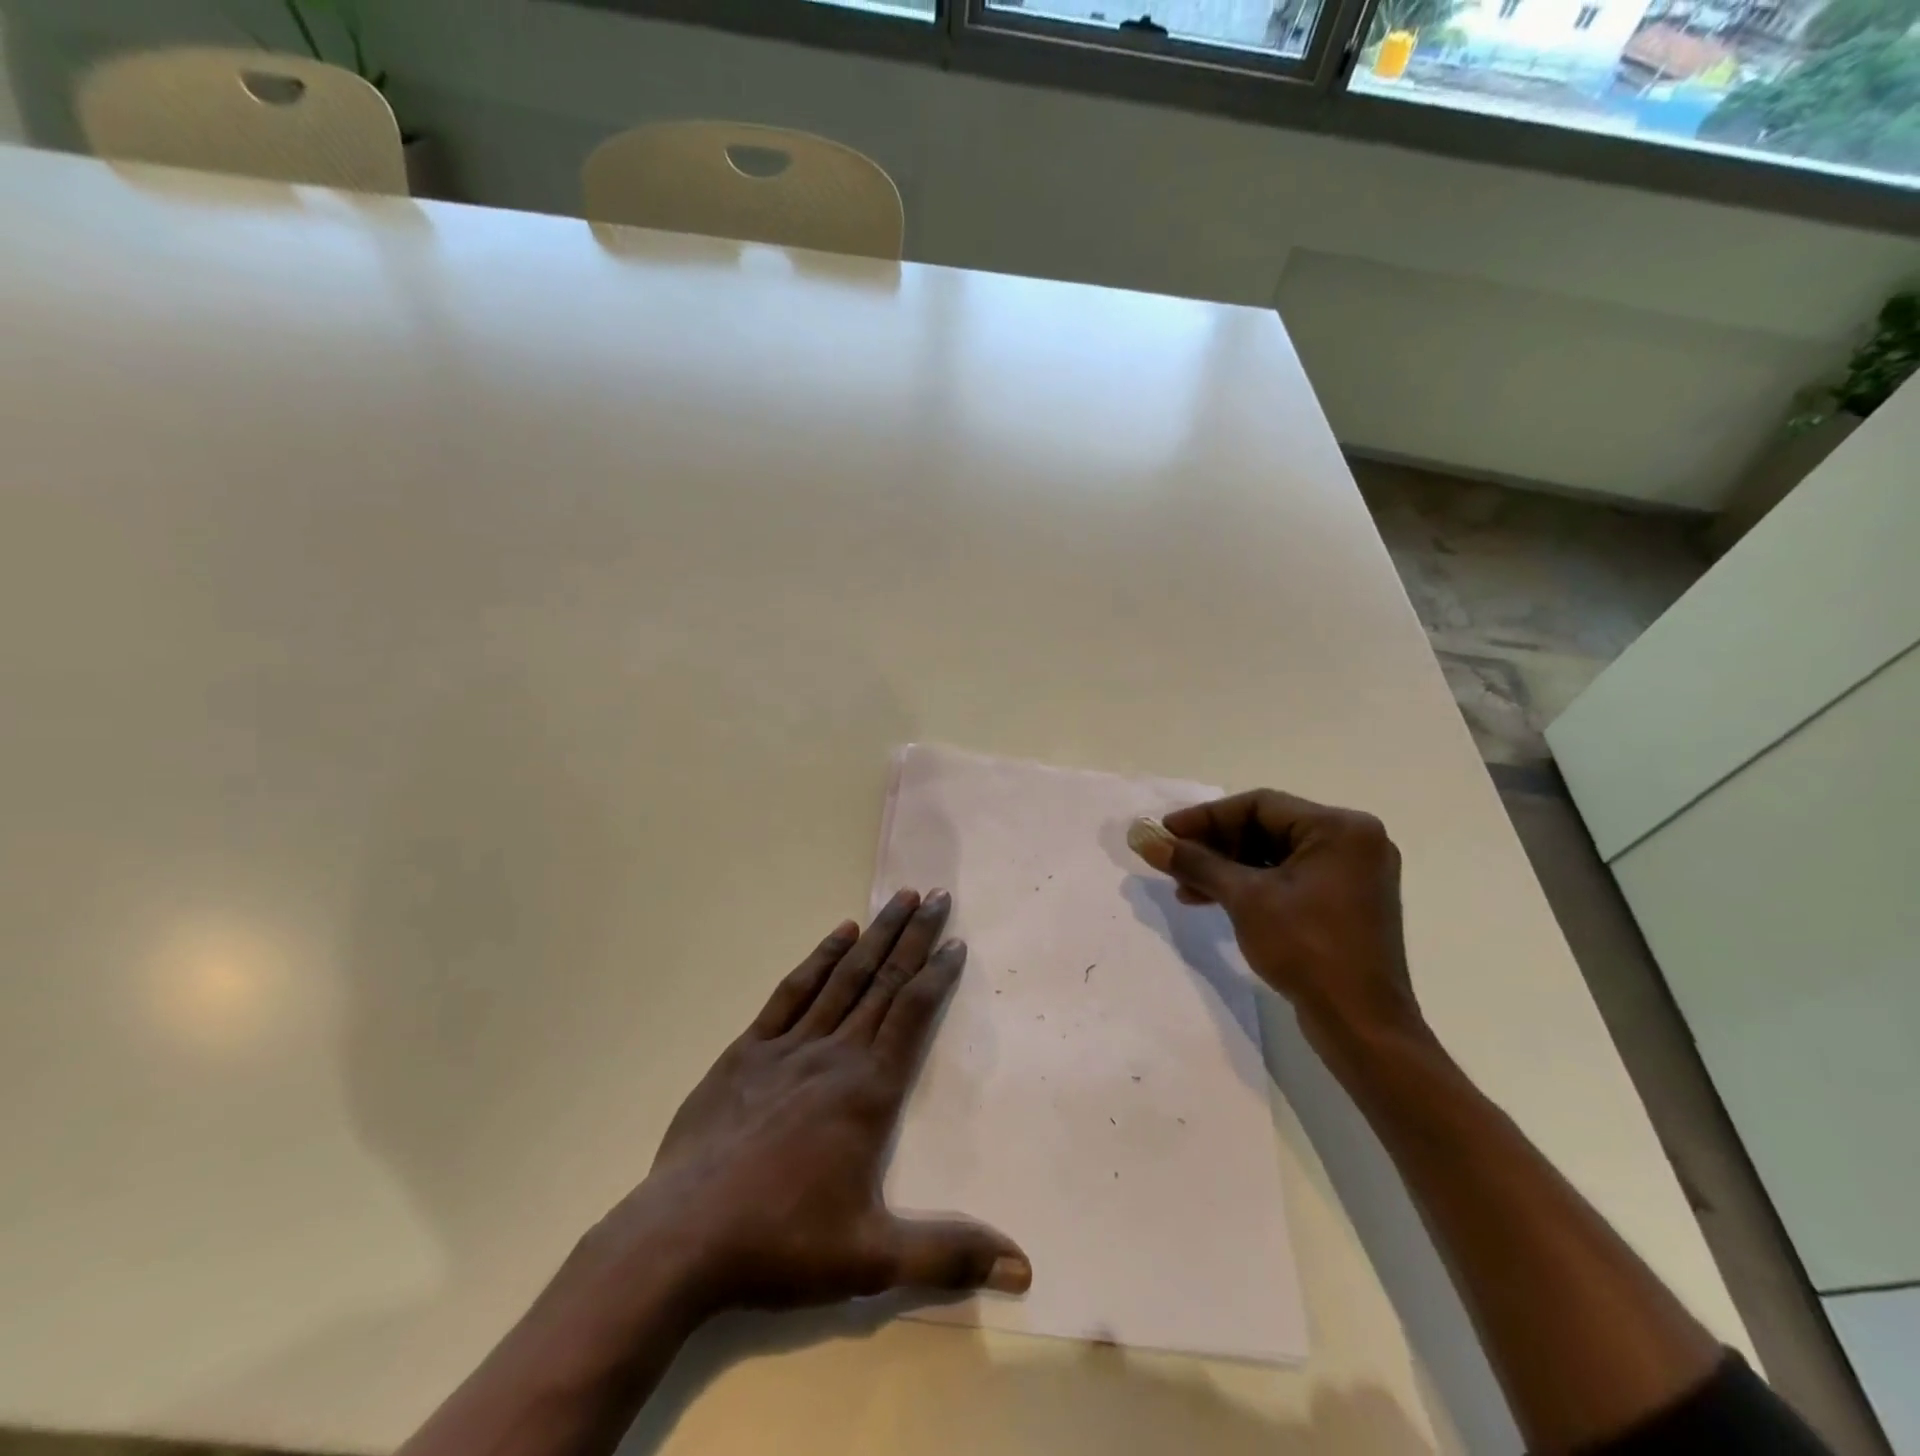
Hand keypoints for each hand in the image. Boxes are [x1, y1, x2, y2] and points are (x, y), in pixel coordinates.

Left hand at [571, 889, 1029, 1329]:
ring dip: (875, 936)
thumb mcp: (872, 1259)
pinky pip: (792, 992)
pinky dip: (819, 959)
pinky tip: (838, 935)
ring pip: (844, 977)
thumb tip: (1025, 1267)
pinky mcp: (749, 1050)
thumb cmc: (782, 1243)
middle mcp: (835, 1053)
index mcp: (868, 1091)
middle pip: (884, 981)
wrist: (681, 1238)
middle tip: (938, 896)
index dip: (938, 974)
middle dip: (914, 936)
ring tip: (899, 899)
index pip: (913, 1014)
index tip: (956, 941)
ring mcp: (789, 1046)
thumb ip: (949, 1256)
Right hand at [1128, 790, 1422, 1053]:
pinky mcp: (1343, 903)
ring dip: (1226, 869)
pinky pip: (1288, 879)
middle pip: (1266, 828)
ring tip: (1184, 888)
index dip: (1205, 817)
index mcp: (1340, 828)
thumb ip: (1195, 862)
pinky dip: (1249, 886)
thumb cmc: (1307, 948)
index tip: (1165, 833)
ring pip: (1273, 856)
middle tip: (1172, 860)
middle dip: (1214, 846)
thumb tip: (1146, 840)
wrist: (1361, 1025)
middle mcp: (1352, 842)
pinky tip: (1213, 900)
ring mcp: (1350, 875)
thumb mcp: (1245, 898)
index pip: (1259, 805)